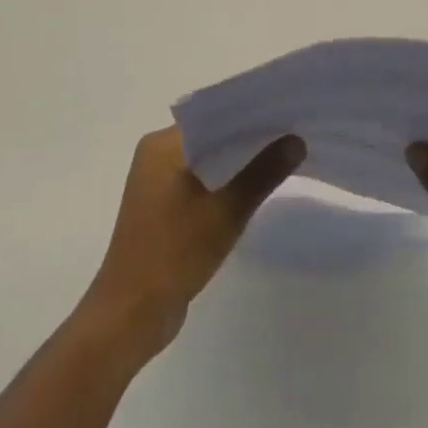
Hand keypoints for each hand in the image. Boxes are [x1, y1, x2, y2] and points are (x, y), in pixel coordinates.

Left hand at [82, 126, 303, 363]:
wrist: (131, 314)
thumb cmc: (174, 254)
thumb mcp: (225, 212)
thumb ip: (262, 173)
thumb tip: (296, 140)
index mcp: (162, 145)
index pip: (212, 115)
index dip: (249, 113)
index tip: (286, 112)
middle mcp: (155, 155)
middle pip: (210, 136)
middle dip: (248, 137)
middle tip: (293, 134)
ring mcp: (156, 182)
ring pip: (206, 160)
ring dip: (237, 162)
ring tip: (281, 157)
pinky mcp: (162, 207)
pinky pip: (199, 182)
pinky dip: (223, 182)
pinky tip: (253, 188)